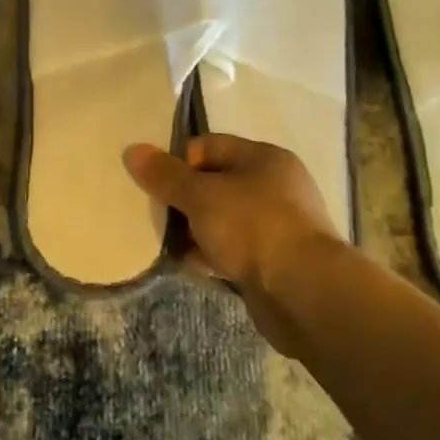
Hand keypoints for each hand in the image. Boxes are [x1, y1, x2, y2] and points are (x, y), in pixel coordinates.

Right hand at [124, 134, 345, 353]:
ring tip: (169, 243)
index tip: (159, 187)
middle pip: (215, 183)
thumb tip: (133, 150)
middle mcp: (276, 186)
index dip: (179, 162)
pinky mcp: (276, 262)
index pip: (209, 146)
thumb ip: (165, 175)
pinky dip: (212, 255)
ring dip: (196, 230)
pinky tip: (191, 265)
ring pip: (223, 219)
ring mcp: (278, 226)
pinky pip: (234, 250)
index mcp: (264, 158)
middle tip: (159, 215)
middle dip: (184, 200)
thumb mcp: (201, 196)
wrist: (306, 294)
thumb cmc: (253, 228)